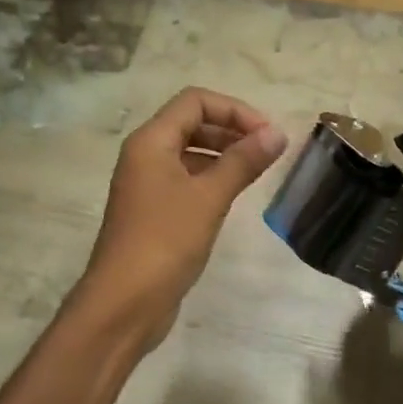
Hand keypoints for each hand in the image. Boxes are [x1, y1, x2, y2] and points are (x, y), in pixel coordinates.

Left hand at [75, 88, 286, 348]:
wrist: (125, 302)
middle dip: (232, 130)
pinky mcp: (154, 212)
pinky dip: (212, 179)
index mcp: (151, 141)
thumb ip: (243, 161)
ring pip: (190, 153)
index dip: (235, 110)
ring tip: (257, 172)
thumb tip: (277, 133)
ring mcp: (148, 185)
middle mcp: (145, 156)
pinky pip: (187, 180)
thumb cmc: (165, 241)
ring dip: (224, 155)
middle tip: (268, 152)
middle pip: (192, 123)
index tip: (267, 135)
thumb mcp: (209, 197)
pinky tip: (234, 196)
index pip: (195, 101)